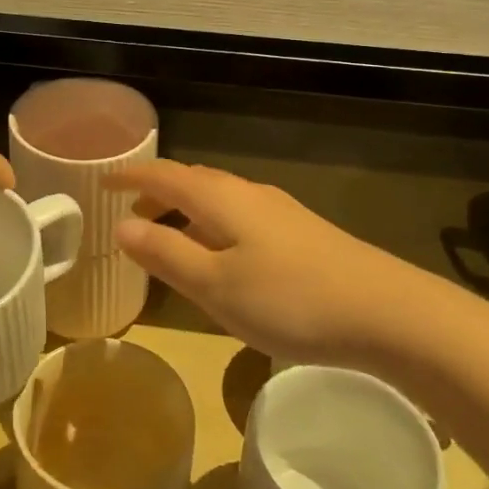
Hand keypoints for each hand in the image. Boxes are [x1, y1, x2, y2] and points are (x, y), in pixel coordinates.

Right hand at [109, 160, 418, 367]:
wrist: (386, 313)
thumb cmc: (289, 299)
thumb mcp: (214, 284)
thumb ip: (165, 253)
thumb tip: (121, 226)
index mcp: (220, 199)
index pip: (163, 175)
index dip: (130, 177)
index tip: (102, 184)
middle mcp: (248, 193)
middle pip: (192, 182)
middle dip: (157, 195)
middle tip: (130, 219)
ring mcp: (279, 212)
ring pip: (218, 201)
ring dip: (186, 214)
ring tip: (169, 242)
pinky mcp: (301, 234)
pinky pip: (239, 217)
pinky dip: (213, 228)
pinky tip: (222, 260)